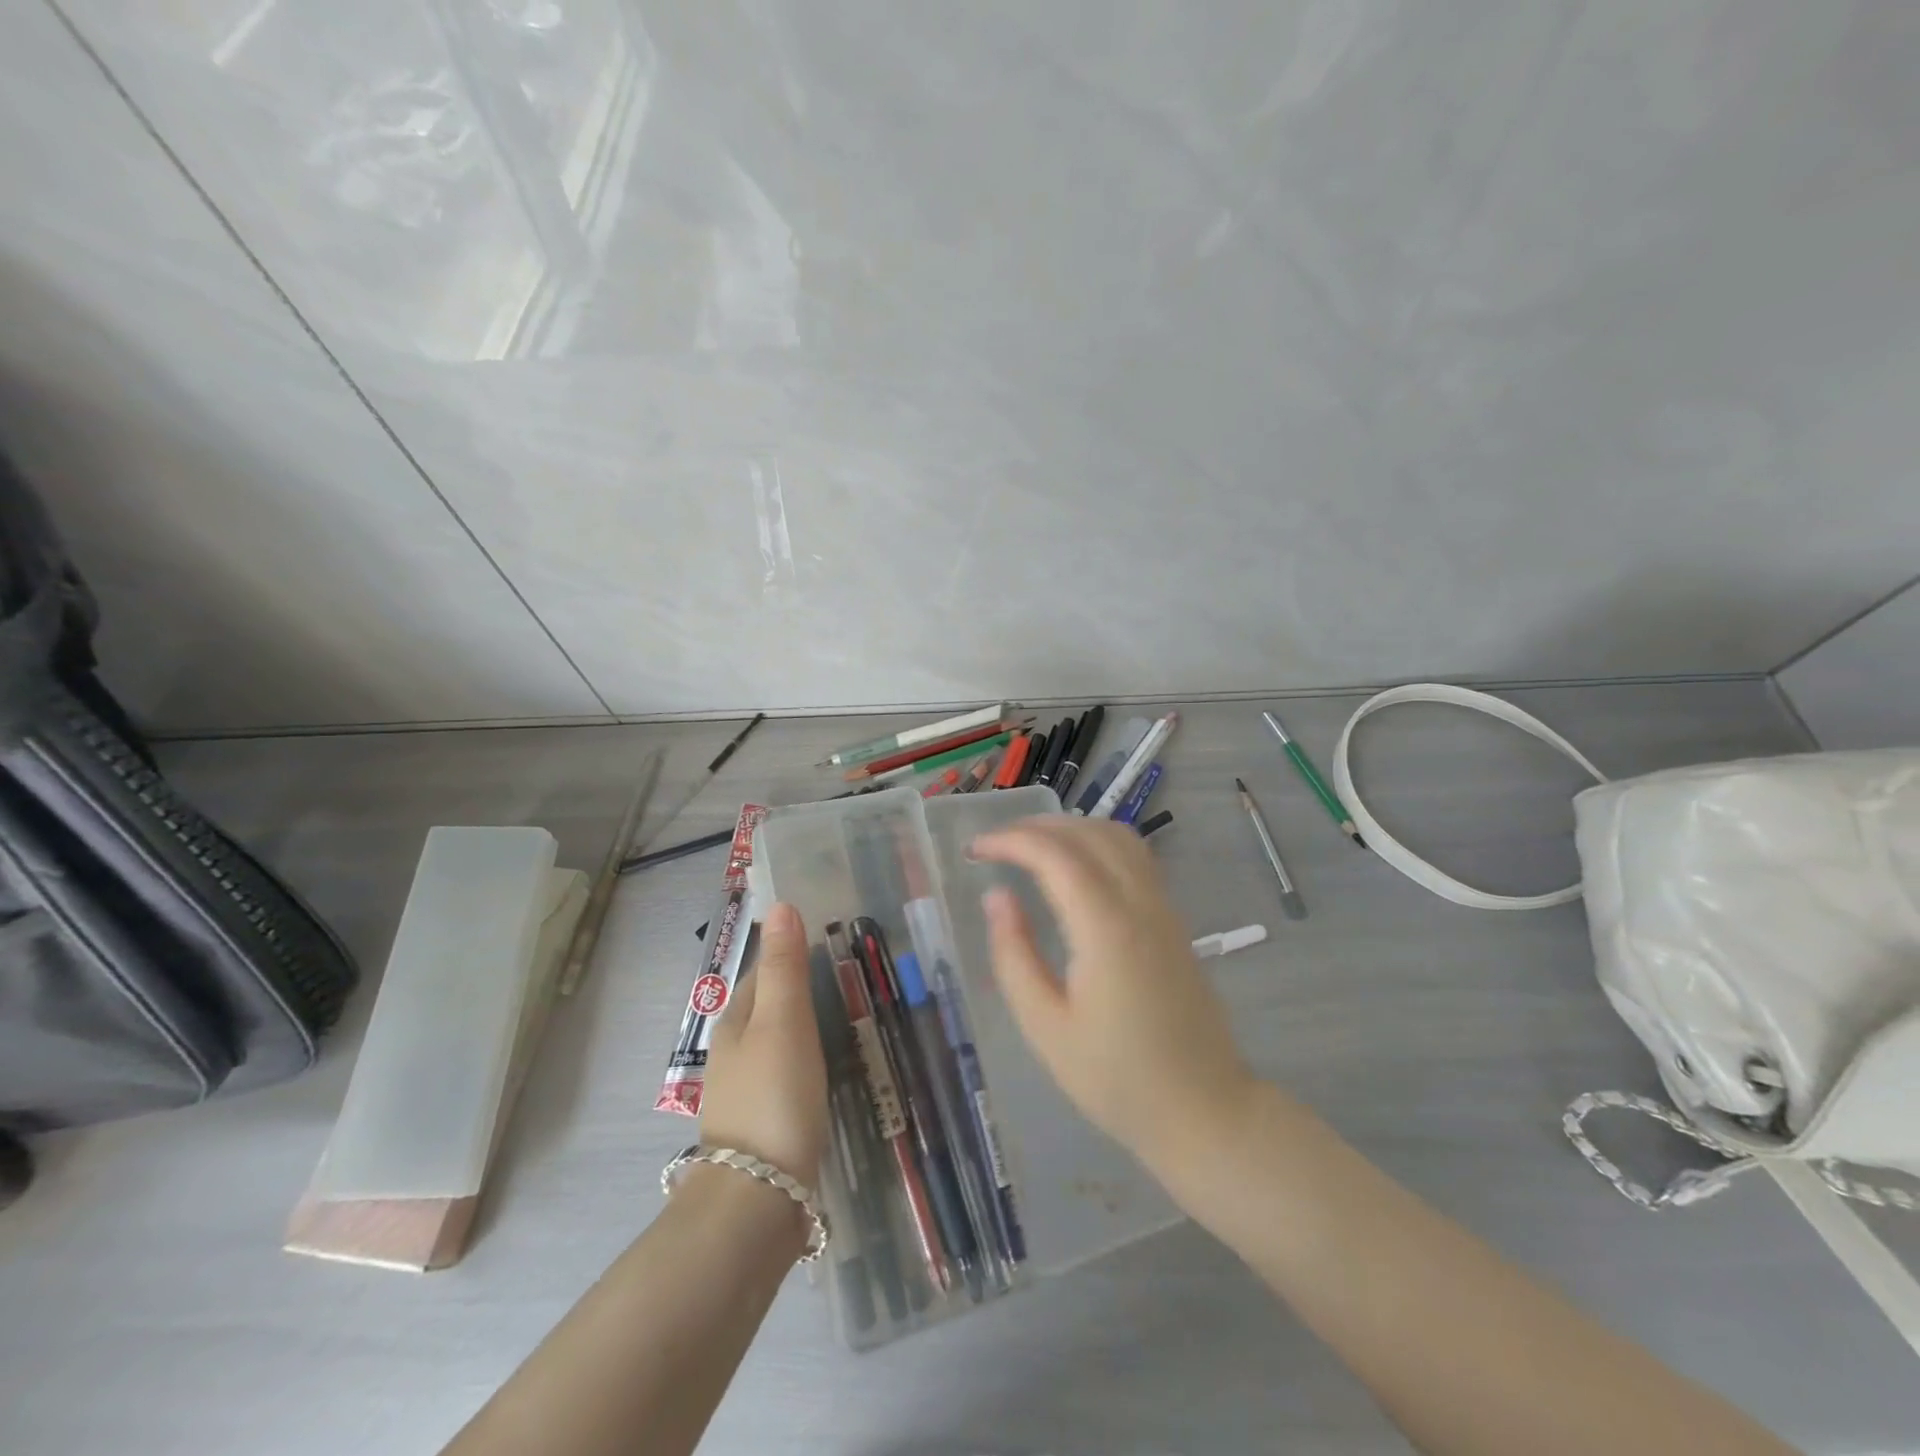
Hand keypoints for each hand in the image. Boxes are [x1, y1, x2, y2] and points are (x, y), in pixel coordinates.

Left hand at [697, 902, 828, 1186]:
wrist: (759, 1198)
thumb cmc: (775, 1095)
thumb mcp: (784, 1021)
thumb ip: (785, 965)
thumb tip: (779, 904)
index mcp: (736, 1022)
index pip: (764, 971)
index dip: (791, 952)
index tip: (827, 940)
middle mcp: (734, 1053)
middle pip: (768, 1007)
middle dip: (798, 990)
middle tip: (845, 977)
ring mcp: (746, 1092)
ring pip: (777, 1044)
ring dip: (802, 1028)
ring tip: (842, 1019)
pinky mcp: (763, 1125)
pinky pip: (786, 1076)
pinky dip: (804, 1064)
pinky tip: (825, 1073)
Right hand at [970, 817, 1254, 1171]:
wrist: (1204, 1109)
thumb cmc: (1117, 1079)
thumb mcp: (1046, 1028)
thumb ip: (1014, 956)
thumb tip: (996, 896)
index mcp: (1106, 929)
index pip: (1055, 855)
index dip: (1010, 841)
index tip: (974, 850)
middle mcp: (1139, 904)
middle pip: (1087, 833)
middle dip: (1035, 827)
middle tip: (993, 846)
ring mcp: (1163, 908)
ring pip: (1117, 836)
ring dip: (1069, 828)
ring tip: (1029, 847)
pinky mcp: (1173, 919)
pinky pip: (1135, 856)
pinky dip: (1097, 841)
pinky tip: (1074, 865)